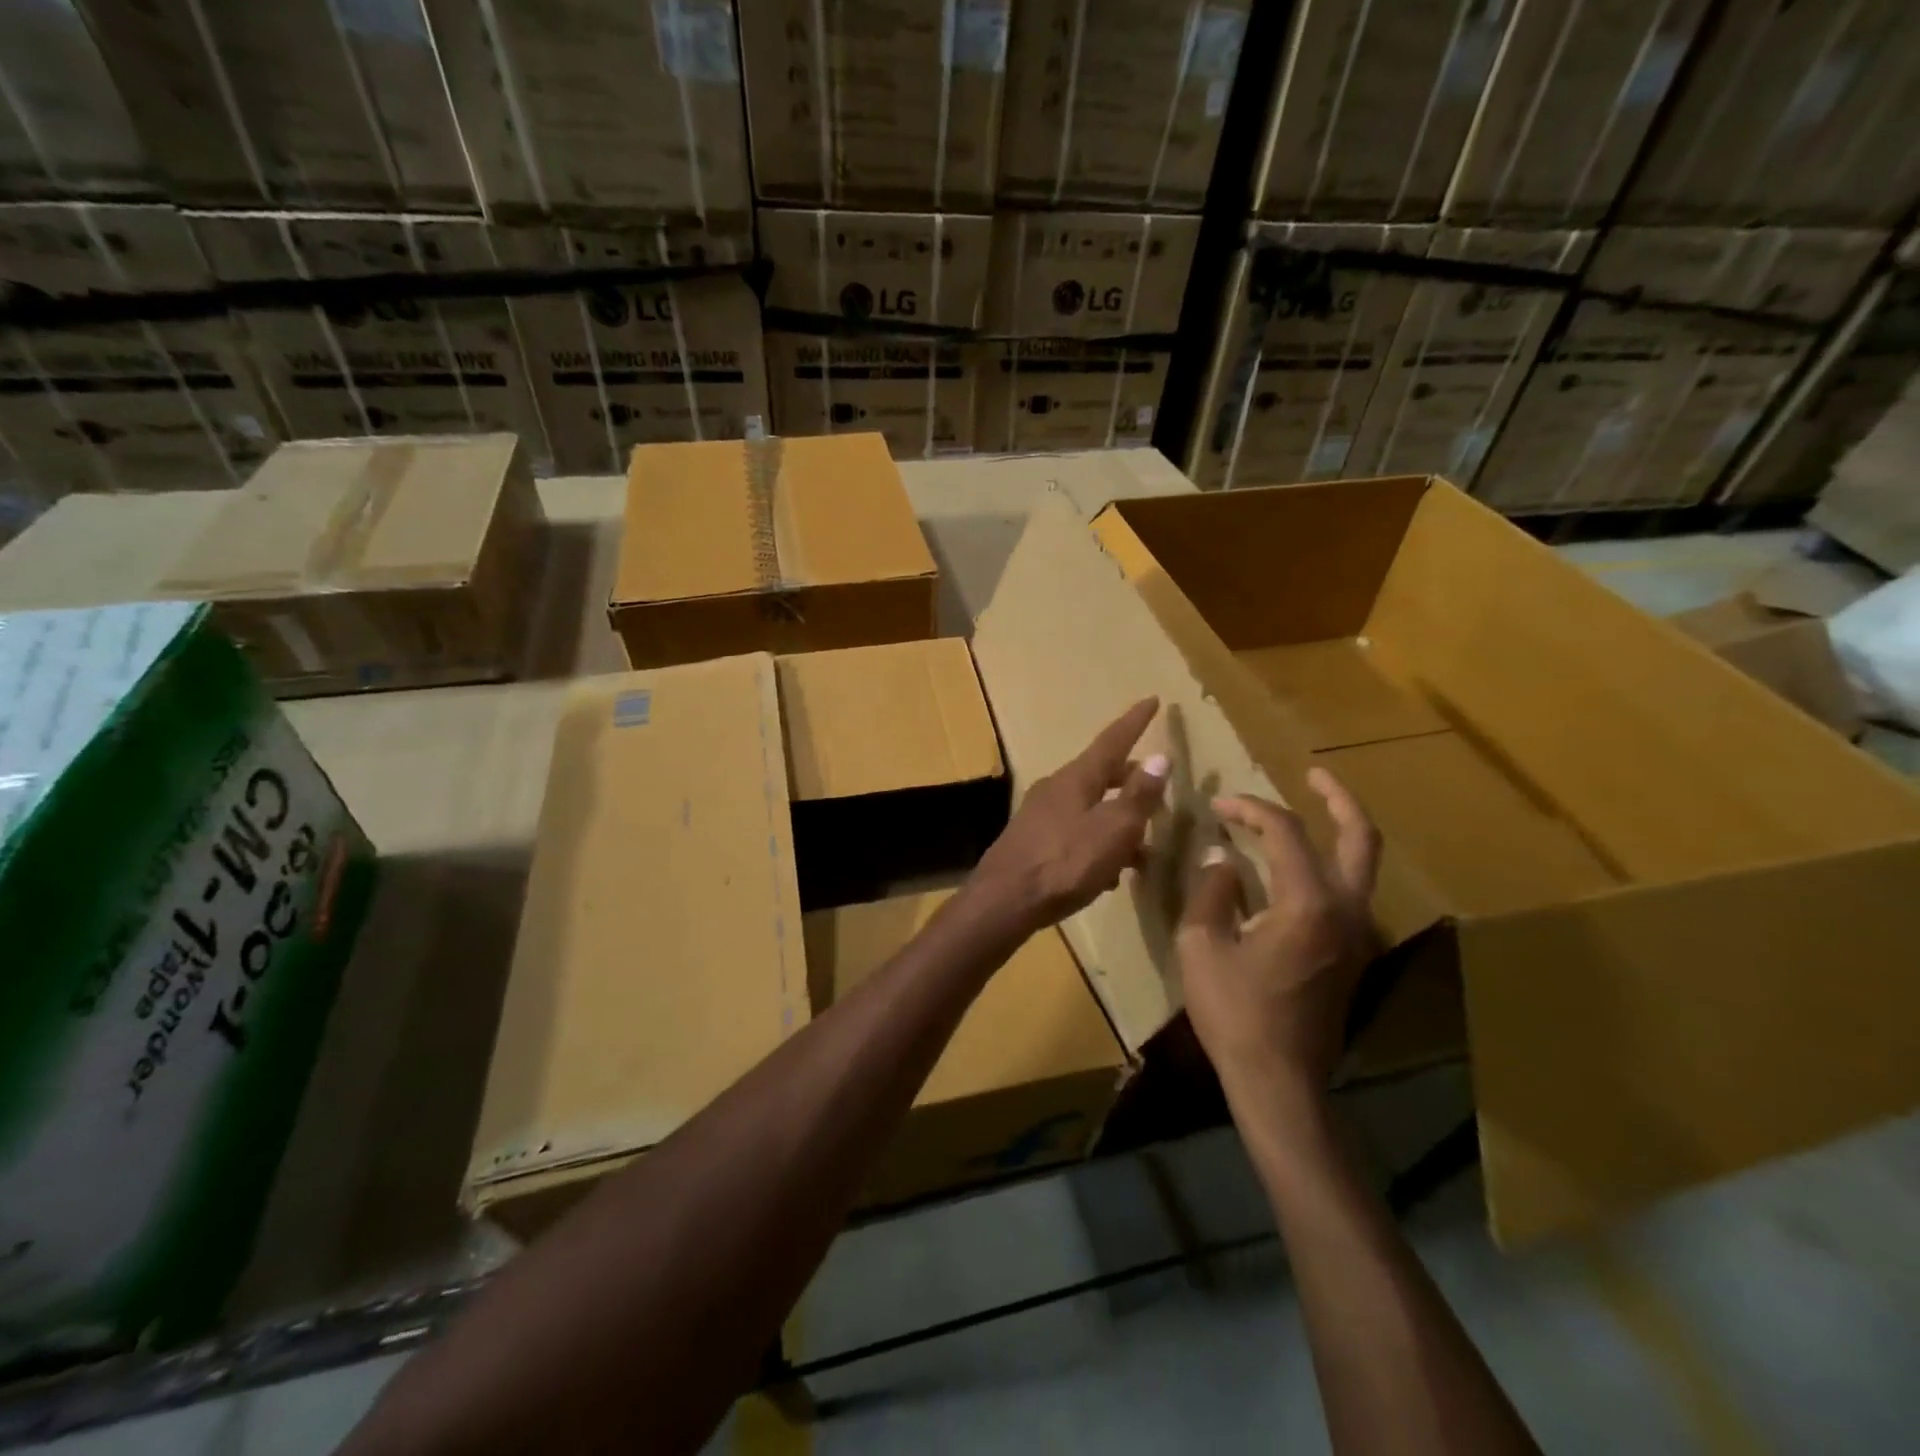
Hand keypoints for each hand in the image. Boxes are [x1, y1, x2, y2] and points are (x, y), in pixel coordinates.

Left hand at [971, 698, 1167, 931]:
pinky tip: (1109, 873)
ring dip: (1117, 820)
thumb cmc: (1064, 863)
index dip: (1135, 721)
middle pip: (1100, 774)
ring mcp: (1040, 815)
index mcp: (1076, 778)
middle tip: (1157, 791)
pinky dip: (1098, 843)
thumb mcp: (1112, 830)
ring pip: (1089, 806)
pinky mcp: (1033, 842)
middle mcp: (1055, 788)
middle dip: (1131, 780)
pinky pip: (1075, 832)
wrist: (1004, 901)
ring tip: (1143, 847)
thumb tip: (1160, 757)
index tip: (1153, 699)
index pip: (1112, 740)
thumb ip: (1137, 796)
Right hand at [1176, 769, 1381, 1098]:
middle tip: (1314, 773)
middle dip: (1338, 798)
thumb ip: (1212, 891)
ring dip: (1338, 832)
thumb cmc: (1235, 1012)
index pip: (1285, 831)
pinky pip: (1349, 892)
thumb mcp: (1202, 945)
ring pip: (1361, 865)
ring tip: (1303, 817)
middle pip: (1360, 837)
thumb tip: (1222, 859)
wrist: (1280, 1080)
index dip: (1250, 809)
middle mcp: (1347, 910)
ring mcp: (1358, 934)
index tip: (1218, 806)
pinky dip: (1329, 865)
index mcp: (1308, 903)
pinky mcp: (1354, 954)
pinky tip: (1294, 870)